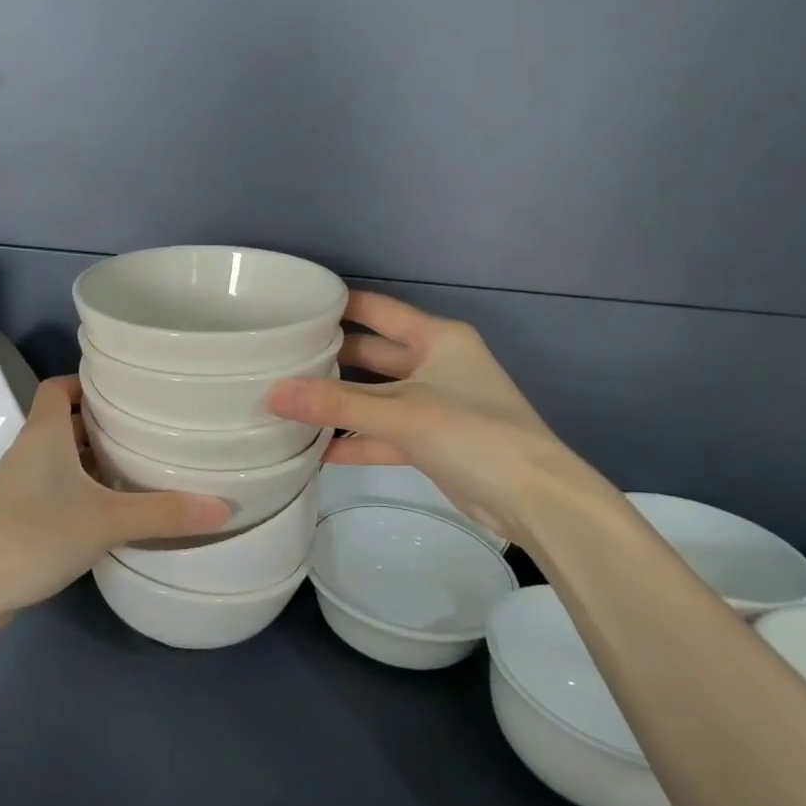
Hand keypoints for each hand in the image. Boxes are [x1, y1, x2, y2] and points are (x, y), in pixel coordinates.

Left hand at [0, 376, 229, 611]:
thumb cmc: (35, 534)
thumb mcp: (107, 521)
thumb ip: (164, 513)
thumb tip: (224, 508)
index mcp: (44, 433)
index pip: (59, 387)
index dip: (87, 382)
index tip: (126, 391)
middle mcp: (29, 450)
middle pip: (65, 421)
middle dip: (102, 423)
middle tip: (147, 429)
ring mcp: (19, 485)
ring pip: (61, 458)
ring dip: (93, 459)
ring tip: (137, 466)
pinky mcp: (18, 515)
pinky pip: (55, 487)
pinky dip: (81, 489)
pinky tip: (111, 509)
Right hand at [267, 292, 601, 544]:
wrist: (533, 498)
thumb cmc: (473, 434)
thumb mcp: (401, 414)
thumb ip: (336, 405)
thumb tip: (272, 394)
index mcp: (436, 338)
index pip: (376, 310)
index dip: (335, 306)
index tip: (289, 308)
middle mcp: (434, 363)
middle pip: (369, 354)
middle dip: (327, 360)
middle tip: (275, 361)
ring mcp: (431, 404)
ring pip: (373, 397)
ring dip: (337, 405)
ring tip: (285, 404)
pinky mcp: (429, 441)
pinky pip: (382, 433)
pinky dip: (354, 441)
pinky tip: (314, 451)